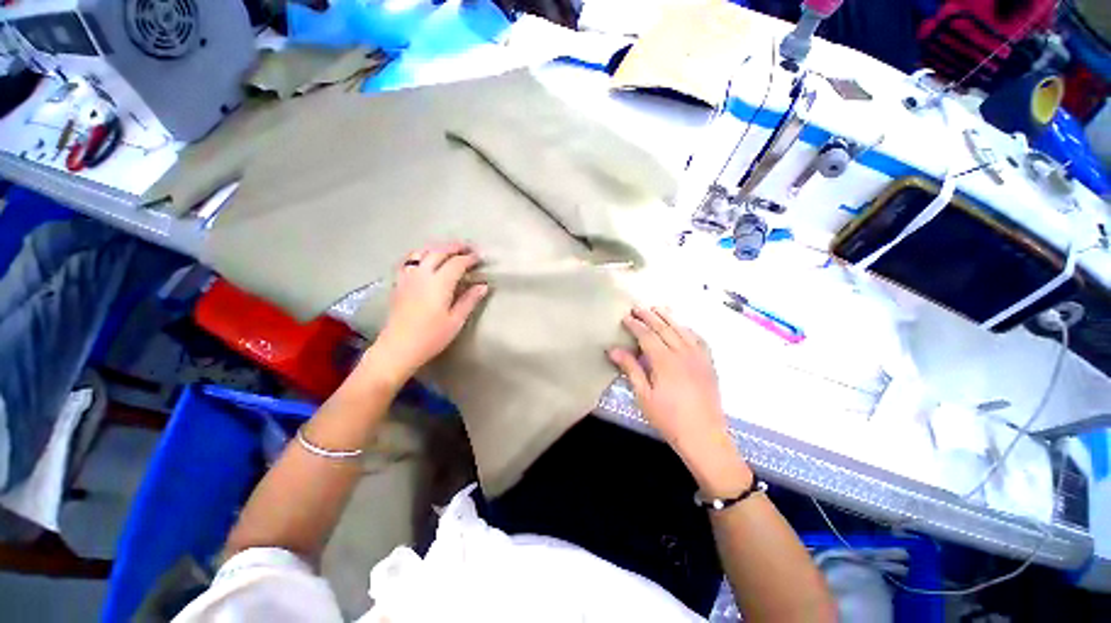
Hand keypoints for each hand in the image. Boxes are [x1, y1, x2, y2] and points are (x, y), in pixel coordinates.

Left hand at [363, 243, 487, 386]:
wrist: (398, 347)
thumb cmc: (431, 336)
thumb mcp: (456, 320)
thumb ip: (469, 300)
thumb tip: (483, 285)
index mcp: (439, 283)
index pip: (457, 263)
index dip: (469, 258)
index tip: (480, 258)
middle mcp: (422, 274)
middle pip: (439, 251)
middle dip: (455, 247)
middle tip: (468, 247)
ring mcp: (408, 277)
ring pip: (422, 252)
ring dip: (437, 247)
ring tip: (448, 249)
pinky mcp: (399, 283)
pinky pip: (409, 260)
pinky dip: (420, 254)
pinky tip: (424, 258)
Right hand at [608, 307, 749, 493]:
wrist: (704, 436)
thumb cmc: (668, 418)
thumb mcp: (643, 395)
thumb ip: (630, 368)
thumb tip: (613, 349)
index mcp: (664, 361)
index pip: (647, 335)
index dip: (635, 325)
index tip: (625, 317)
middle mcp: (683, 353)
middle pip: (664, 328)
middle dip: (650, 316)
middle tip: (638, 307)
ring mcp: (698, 357)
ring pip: (682, 330)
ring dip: (668, 317)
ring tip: (658, 308)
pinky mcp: (708, 363)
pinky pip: (699, 339)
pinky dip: (688, 329)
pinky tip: (683, 327)